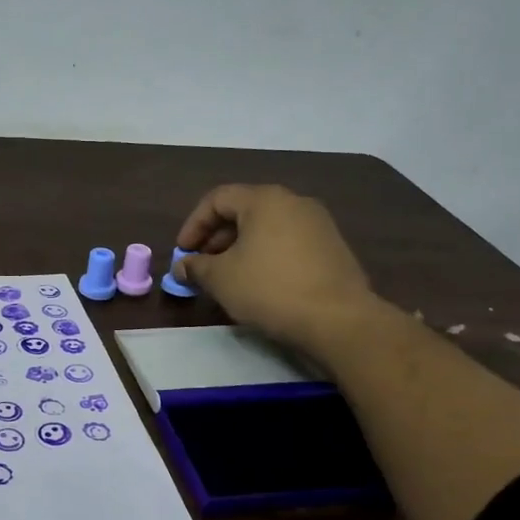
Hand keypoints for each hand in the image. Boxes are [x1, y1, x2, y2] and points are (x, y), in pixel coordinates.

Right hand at [175, 184, 377, 352]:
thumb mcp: (221, 279)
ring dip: (240, 247)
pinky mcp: (332, 247)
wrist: (338, 320)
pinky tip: (259, 283)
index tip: (183, 253)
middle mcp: (294, 202)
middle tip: (202, 265)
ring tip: (228, 276)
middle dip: (216, 237)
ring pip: (267, 227)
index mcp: (264, 200)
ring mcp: (318, 223)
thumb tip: (182, 267)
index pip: (217, 199)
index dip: (193, 224)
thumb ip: (196, 267)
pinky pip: (288, 242)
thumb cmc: (270, 289)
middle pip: (244, 210)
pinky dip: (266, 255)